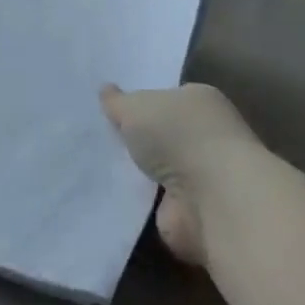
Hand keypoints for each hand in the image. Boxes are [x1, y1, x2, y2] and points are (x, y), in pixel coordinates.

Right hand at [101, 82, 257, 268]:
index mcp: (200, 102)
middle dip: (136, 138)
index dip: (141, 101)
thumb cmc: (179, 135)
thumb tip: (106, 90)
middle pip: (163, 134)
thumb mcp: (136, 106)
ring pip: (158, 170)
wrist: (211, 199)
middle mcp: (206, 137)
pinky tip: (107, 194)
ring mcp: (200, 178)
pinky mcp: (190, 214)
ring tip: (94, 166)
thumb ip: (118, 102)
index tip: (111, 108)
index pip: (167, 97)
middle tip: (95, 137)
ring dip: (136, 173)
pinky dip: (137, 202)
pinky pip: (154, 203)